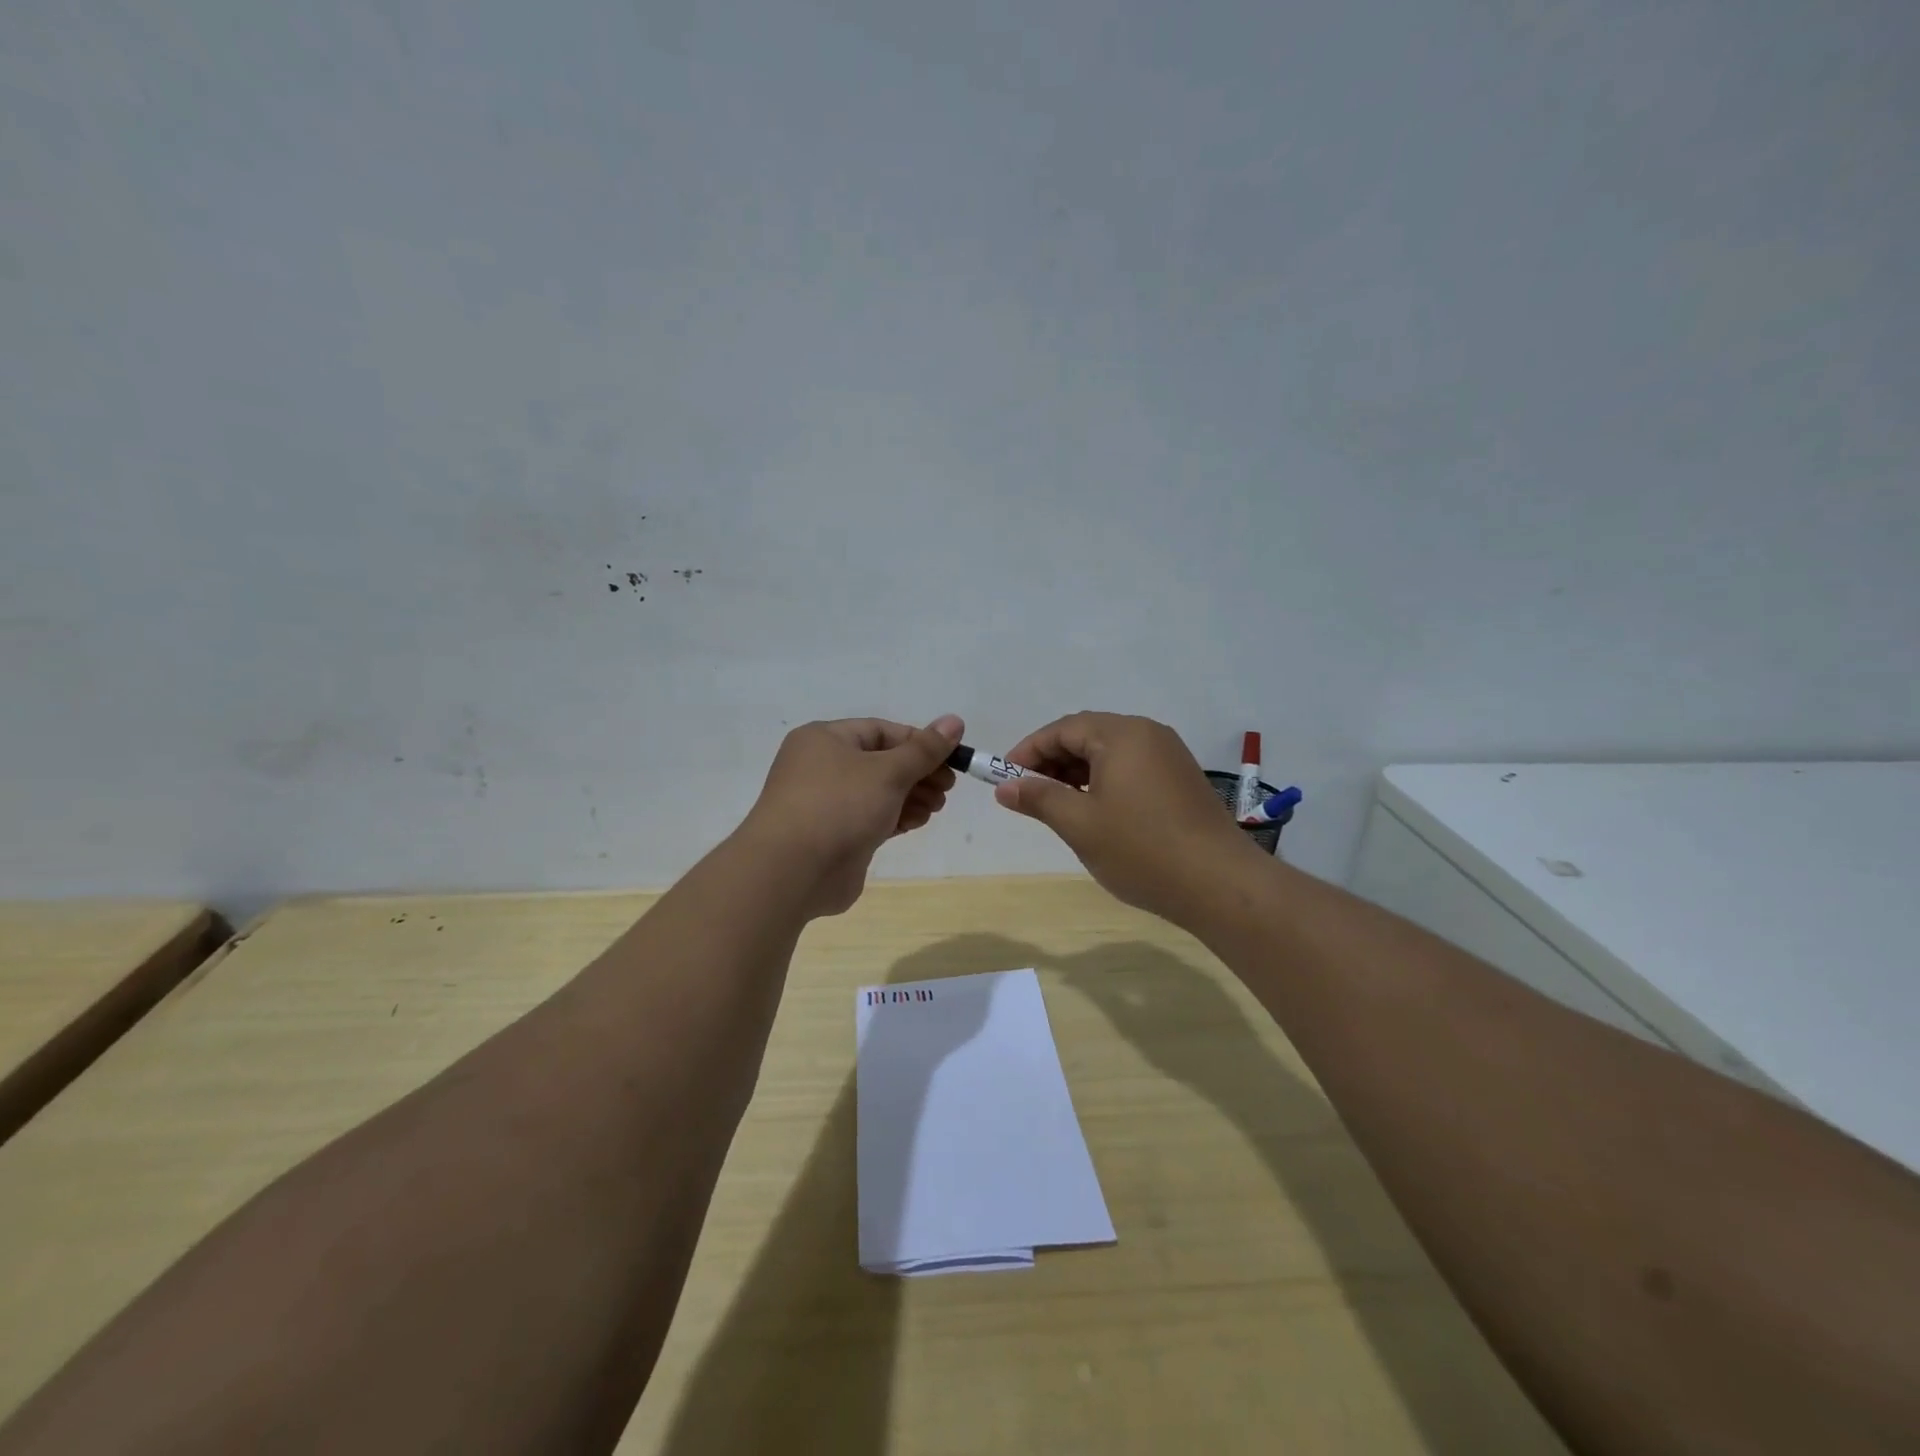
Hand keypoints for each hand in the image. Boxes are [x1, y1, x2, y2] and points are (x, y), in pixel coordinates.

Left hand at [746, 714, 963, 917]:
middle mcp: (822, 766)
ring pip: (877, 792)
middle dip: (918, 773)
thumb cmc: (839, 806)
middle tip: (947, 788)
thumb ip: (924, 750)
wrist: (792, 872)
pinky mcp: (834, 835)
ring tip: (937, 807)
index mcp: (825, 739)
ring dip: (911, 796)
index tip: (952, 758)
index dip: (919, 742)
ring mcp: (826, 803)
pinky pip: (871, 817)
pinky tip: (918, 822)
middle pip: (881, 762)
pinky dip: (895, 817)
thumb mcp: (888, 772)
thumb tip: (955, 721)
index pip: (881, 731)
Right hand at [996, 712, 1259, 924]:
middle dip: (1053, 761)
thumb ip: (1039, 799)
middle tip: (1028, 793)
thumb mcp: (1080, 824)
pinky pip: (1131, 767)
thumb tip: (1004, 787)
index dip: (1029, 750)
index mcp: (1122, 734)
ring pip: (1110, 753)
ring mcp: (1169, 756)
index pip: (1063, 729)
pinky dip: (1104, 781)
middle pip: (1088, 735)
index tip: (1004, 777)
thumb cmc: (1141, 849)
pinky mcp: (1181, 779)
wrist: (1219, 884)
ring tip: (1057, 804)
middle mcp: (1148, 734)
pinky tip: (1094, 810)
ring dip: (1077, 772)